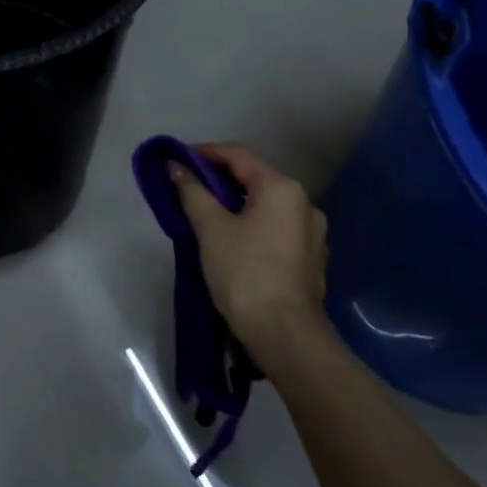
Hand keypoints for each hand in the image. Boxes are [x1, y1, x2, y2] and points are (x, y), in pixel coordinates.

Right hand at [171, 144, 331, 374]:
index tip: (177, 159)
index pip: (239, 155)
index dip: (205, 152)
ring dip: (235, 204)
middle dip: (219, 180)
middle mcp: (304, 204)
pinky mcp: (309, 259)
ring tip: (205, 216)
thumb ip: (192, 192)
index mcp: (282, 189)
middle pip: (255, 179)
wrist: (284, 334)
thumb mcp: (211, 229)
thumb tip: (175, 166)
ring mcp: (311, 233)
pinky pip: (275, 229)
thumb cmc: (244, 273)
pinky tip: (231, 242)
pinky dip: (251, 226)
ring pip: (266, 206)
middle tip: (186, 188)